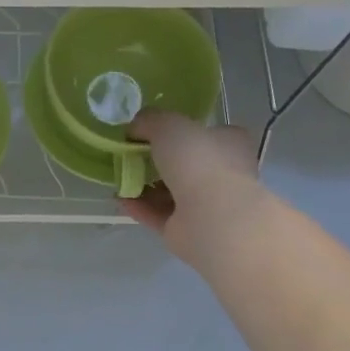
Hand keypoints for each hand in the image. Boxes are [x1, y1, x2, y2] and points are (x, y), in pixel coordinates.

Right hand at [119, 111, 271, 269]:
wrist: (211, 217)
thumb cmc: (198, 161)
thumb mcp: (168, 125)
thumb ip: (149, 121)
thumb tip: (135, 128)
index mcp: (230, 143)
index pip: (207, 133)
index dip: (181, 130)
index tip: (152, 131)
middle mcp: (224, 173)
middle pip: (186, 163)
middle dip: (157, 160)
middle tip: (129, 154)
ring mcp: (208, 204)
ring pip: (171, 191)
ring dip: (145, 184)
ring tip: (119, 177)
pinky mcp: (189, 230)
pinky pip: (160, 214)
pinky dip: (140, 206)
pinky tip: (120, 198)